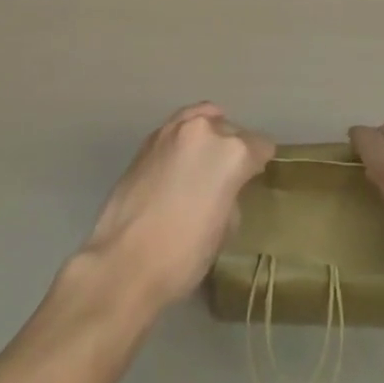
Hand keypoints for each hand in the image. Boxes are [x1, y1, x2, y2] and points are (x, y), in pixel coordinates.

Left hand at [79, 103, 273, 314]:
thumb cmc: (182, 255)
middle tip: (227, 175)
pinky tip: (179, 162)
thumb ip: (232, 196)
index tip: (256, 175)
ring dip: (208, 136)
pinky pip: (178, 128)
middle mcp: (205, 129)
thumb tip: (224, 189)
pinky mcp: (149, 138)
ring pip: (203, 119)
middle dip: (233, 148)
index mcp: (231, 152)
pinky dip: (184, 139)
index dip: (260, 162)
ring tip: (204, 160)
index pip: (260, 146)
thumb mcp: (223, 232)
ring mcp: (174, 128)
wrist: (123, 262)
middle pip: (231, 129)